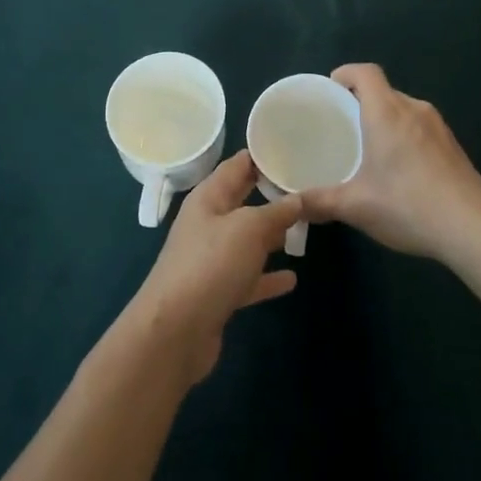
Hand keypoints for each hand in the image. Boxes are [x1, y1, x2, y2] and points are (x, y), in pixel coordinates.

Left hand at [127, 151, 301, 384]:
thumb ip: (275, 212)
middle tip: (305, 185)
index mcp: (208, 198)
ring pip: (247, 240)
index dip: (260, 155)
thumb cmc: (211, 264)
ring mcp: (212, 260)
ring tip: (304, 227)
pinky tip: (291, 279)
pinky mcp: (218, 293)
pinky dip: (268, 277)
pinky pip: (248, 277)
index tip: (290, 147)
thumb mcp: (248, 228)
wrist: (175, 332)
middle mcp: (208, 224)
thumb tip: (297, 198)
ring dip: (271, 235)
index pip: (236, 166)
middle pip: (242, 201)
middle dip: (270, 194)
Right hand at [300, 63, 480, 263]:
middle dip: (361, 101)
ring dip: (385, 120)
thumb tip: (292, 205)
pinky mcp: (453, 145)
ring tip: (369, 149)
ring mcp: (438, 126)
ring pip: (404, 109)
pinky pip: (420, 127)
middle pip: (383, 91)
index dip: (346, 73)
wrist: (473, 227)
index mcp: (386, 112)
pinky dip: (405, 136)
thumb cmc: (408, 205)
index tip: (331, 89)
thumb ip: (320, 202)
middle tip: (342, 127)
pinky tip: (401, 170)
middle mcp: (413, 109)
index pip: (365, 72)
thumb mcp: (356, 206)